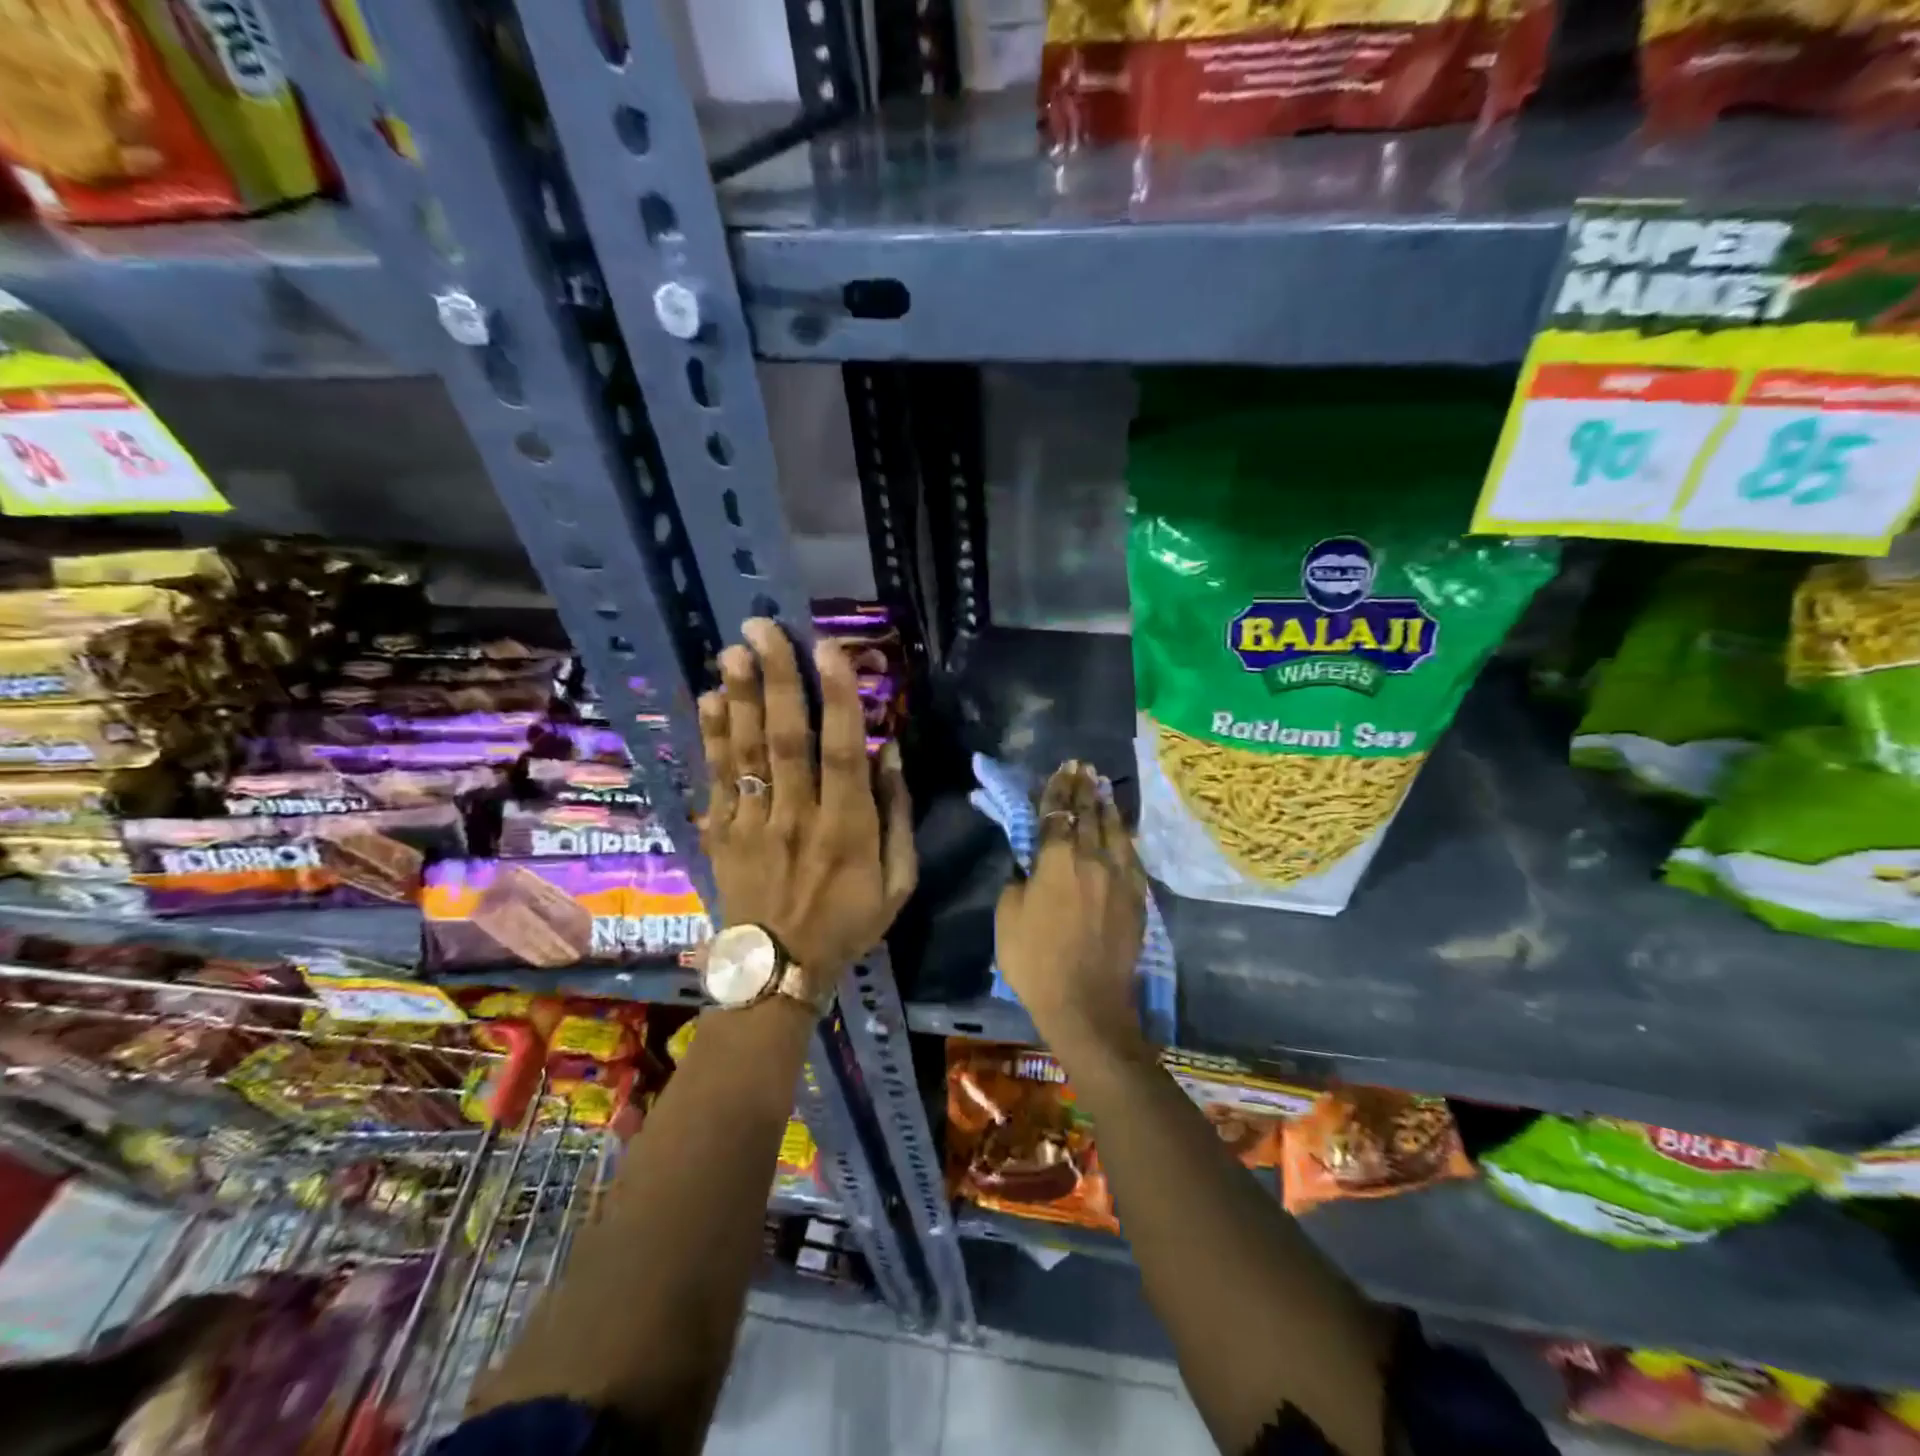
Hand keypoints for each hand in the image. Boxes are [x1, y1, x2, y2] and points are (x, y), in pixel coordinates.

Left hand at [697, 618, 915, 998]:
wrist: (778, 971)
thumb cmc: (848, 923)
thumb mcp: (898, 882)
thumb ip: (897, 816)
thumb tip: (890, 753)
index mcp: (846, 829)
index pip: (843, 753)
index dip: (838, 699)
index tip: (830, 650)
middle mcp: (797, 817)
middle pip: (786, 739)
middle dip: (778, 681)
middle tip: (763, 630)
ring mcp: (753, 824)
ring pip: (746, 753)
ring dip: (740, 699)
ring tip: (731, 651)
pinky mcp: (723, 833)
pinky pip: (716, 779)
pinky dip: (712, 739)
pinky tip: (709, 700)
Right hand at [995, 761, 1147, 1056]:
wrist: (1086, 1003)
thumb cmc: (1036, 961)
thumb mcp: (1007, 917)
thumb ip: (1018, 881)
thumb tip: (1029, 863)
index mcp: (1056, 861)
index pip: (1056, 814)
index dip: (1057, 789)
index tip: (1061, 769)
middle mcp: (1091, 859)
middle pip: (1087, 814)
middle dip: (1083, 788)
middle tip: (1083, 767)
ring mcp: (1119, 877)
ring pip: (1114, 830)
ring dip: (1106, 804)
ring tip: (1102, 784)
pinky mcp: (1137, 897)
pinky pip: (1132, 855)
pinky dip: (1124, 834)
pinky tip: (1122, 826)